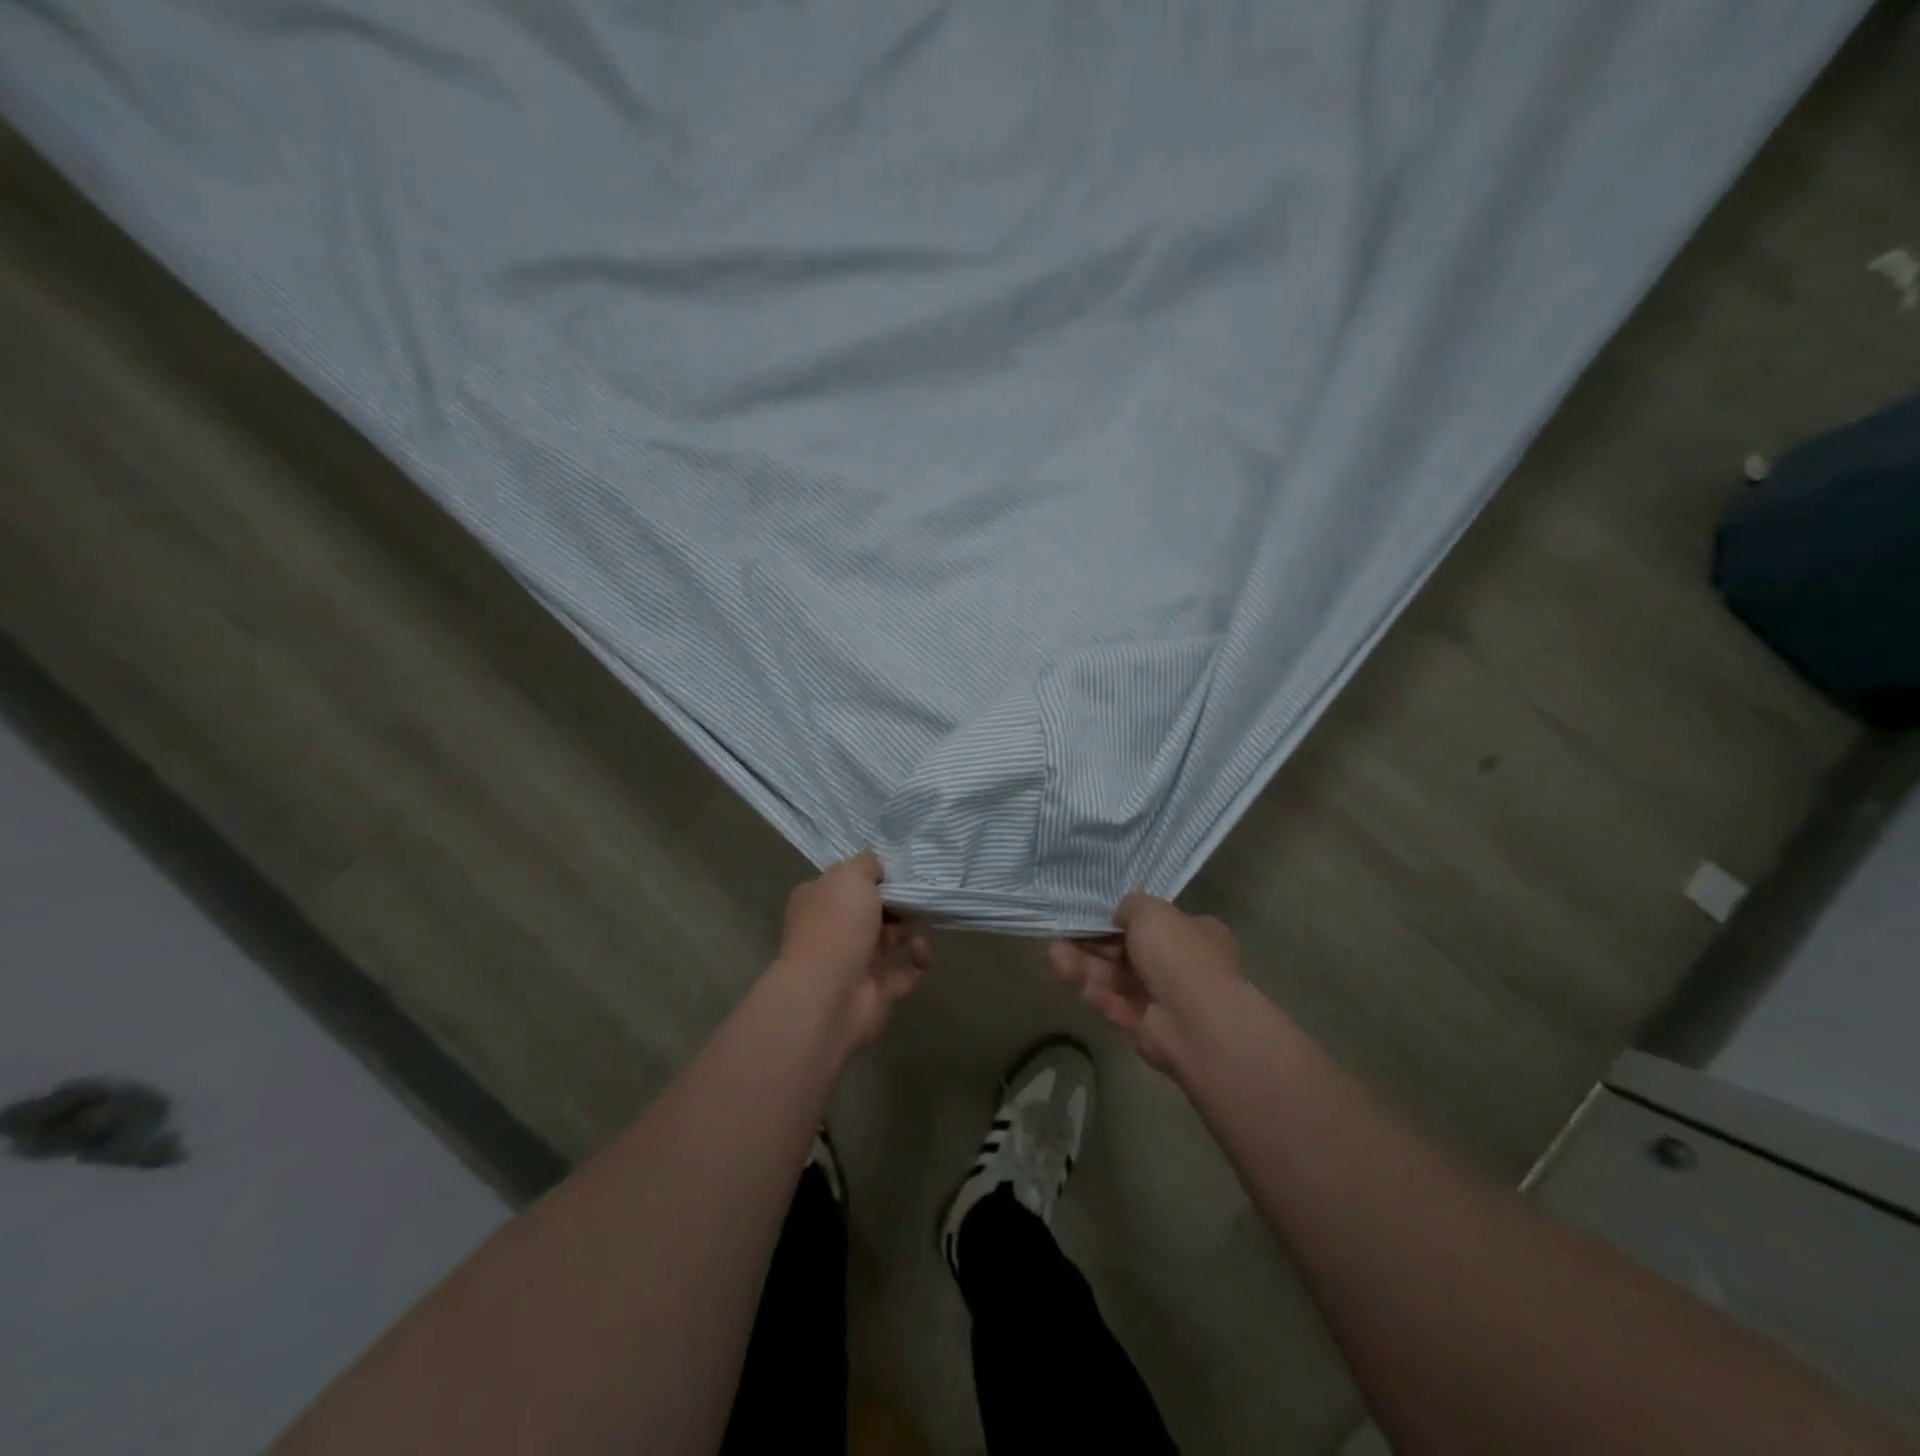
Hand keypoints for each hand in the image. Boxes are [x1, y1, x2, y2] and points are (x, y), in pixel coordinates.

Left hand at [774, 849, 930, 1051]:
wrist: (828, 996)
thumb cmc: (836, 926)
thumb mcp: (849, 876)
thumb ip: (866, 864)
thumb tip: (876, 864)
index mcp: (820, 900)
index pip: (849, 882)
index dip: (875, 876)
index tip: (900, 872)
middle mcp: (834, 929)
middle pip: (873, 910)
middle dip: (899, 902)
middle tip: (920, 896)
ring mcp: (855, 961)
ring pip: (890, 939)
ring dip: (911, 929)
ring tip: (923, 924)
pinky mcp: (877, 989)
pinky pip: (905, 970)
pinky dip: (918, 960)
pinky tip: (921, 952)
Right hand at [1049, 891, 1243, 1076]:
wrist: (1198, 1023)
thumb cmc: (1180, 955)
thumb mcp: (1153, 912)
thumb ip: (1132, 906)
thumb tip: (1120, 915)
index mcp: (1196, 934)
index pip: (1157, 923)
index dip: (1125, 918)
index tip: (1096, 913)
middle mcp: (1181, 966)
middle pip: (1130, 951)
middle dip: (1096, 941)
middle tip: (1066, 930)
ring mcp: (1162, 999)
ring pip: (1116, 976)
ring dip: (1085, 962)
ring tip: (1053, 950)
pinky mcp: (1142, 1026)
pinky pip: (1110, 1000)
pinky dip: (1086, 984)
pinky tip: (1059, 967)